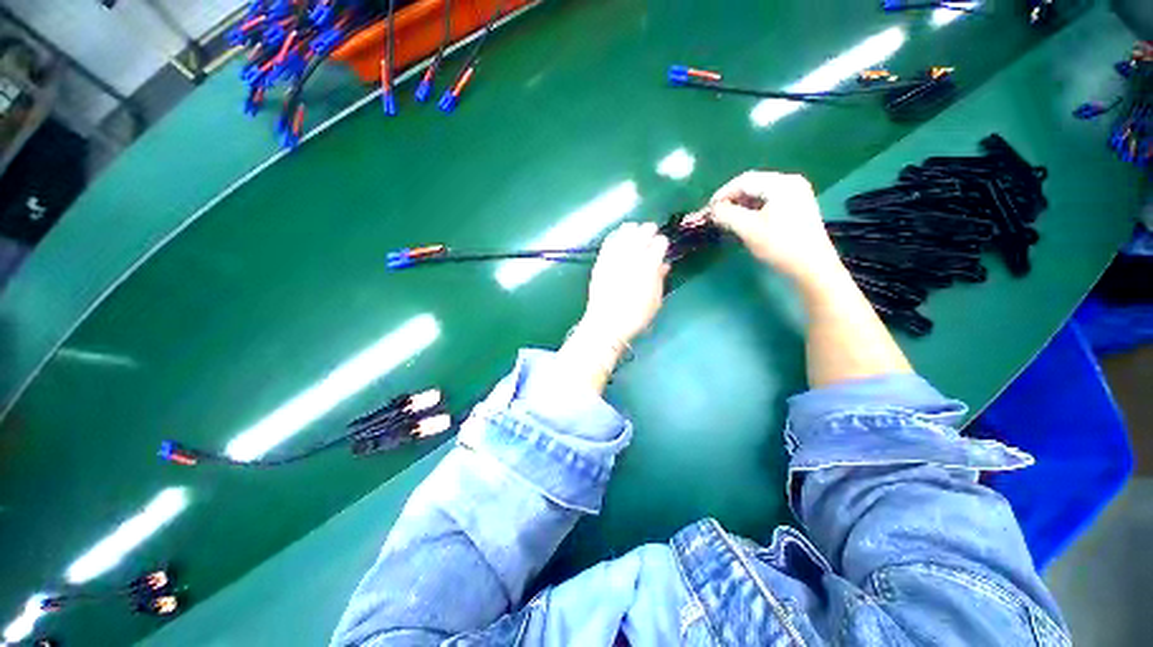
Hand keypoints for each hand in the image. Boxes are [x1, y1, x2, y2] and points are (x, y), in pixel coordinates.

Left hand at [577, 222, 669, 346]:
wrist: (606, 323)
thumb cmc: (636, 316)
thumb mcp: (655, 300)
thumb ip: (660, 279)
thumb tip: (663, 265)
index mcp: (649, 266)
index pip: (659, 244)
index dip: (662, 242)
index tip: (663, 245)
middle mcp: (632, 257)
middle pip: (642, 234)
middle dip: (649, 230)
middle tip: (652, 231)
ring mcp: (614, 258)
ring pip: (624, 234)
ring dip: (632, 230)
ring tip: (635, 229)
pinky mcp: (601, 262)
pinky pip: (608, 242)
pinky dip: (615, 236)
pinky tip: (618, 235)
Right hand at [708, 171, 840, 280]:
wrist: (812, 267)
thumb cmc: (780, 246)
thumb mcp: (749, 230)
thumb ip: (727, 215)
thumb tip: (713, 209)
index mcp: (781, 184)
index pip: (744, 181)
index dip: (722, 194)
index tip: (708, 210)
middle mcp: (790, 182)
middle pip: (752, 184)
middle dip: (731, 199)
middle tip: (715, 214)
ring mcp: (796, 193)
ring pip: (759, 193)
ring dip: (740, 204)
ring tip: (726, 219)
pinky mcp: (797, 205)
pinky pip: (768, 200)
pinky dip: (752, 208)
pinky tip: (743, 220)